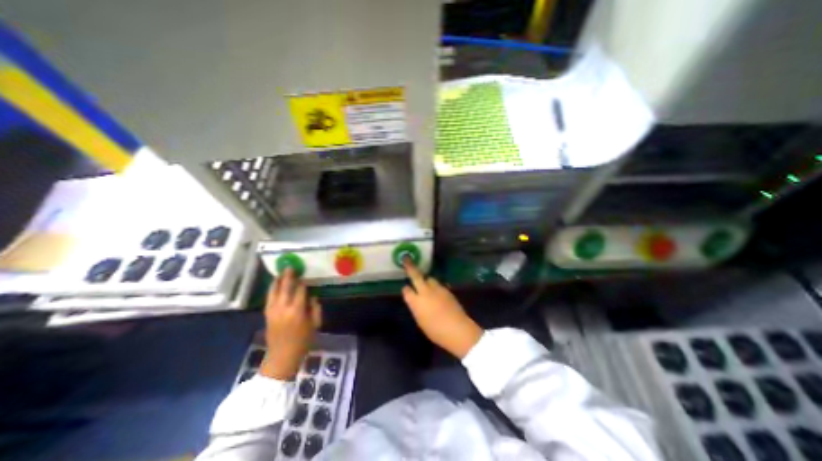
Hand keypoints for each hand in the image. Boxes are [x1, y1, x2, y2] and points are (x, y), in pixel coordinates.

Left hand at [260, 269, 320, 378]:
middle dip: (288, 276)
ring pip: (274, 291)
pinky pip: (269, 298)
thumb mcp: (315, 324)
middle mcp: (283, 308)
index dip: (302, 282)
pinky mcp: (267, 314)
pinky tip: (275, 285)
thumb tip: (312, 297)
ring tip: (281, 272)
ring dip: (277, 281)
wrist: (282, 357)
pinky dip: (272, 289)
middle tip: (290, 267)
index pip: (300, 291)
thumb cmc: (303, 341)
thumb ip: (315, 308)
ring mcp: (272, 311)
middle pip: (285, 287)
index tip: (305, 276)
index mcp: (297, 311)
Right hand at [399, 262, 482, 357]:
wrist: (457, 329)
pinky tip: (438, 294)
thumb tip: (416, 301)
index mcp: (416, 302)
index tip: (406, 289)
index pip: (406, 290)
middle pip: (416, 276)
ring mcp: (437, 289)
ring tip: (427, 285)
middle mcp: (425, 292)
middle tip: (406, 259)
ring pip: (429, 278)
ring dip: (426, 280)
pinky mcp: (447, 290)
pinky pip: (439, 285)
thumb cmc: (436, 331)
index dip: (406, 289)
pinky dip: (436, 287)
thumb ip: (417, 308)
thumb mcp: (421, 321)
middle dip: (410, 267)